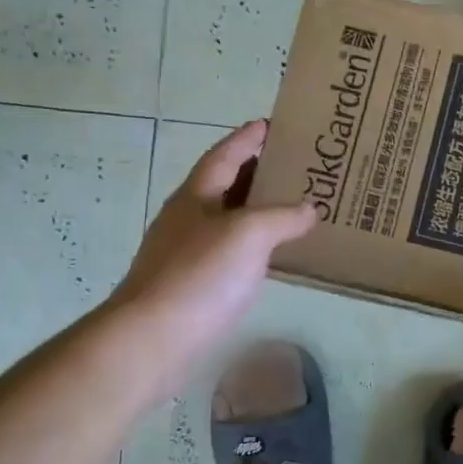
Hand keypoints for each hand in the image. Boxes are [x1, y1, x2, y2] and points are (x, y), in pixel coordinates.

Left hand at [112, 120, 316, 373]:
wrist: (153, 339)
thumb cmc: (199, 275)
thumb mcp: (248, 234)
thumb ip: (283, 216)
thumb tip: (309, 209)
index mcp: (196, 196)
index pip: (225, 154)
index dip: (248, 138)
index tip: (272, 124)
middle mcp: (189, 219)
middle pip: (226, 185)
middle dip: (258, 172)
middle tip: (296, 166)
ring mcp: (189, 253)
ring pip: (230, 220)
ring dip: (259, 210)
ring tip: (295, 205)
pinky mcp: (195, 285)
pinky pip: (233, 252)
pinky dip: (257, 245)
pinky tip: (276, 254)